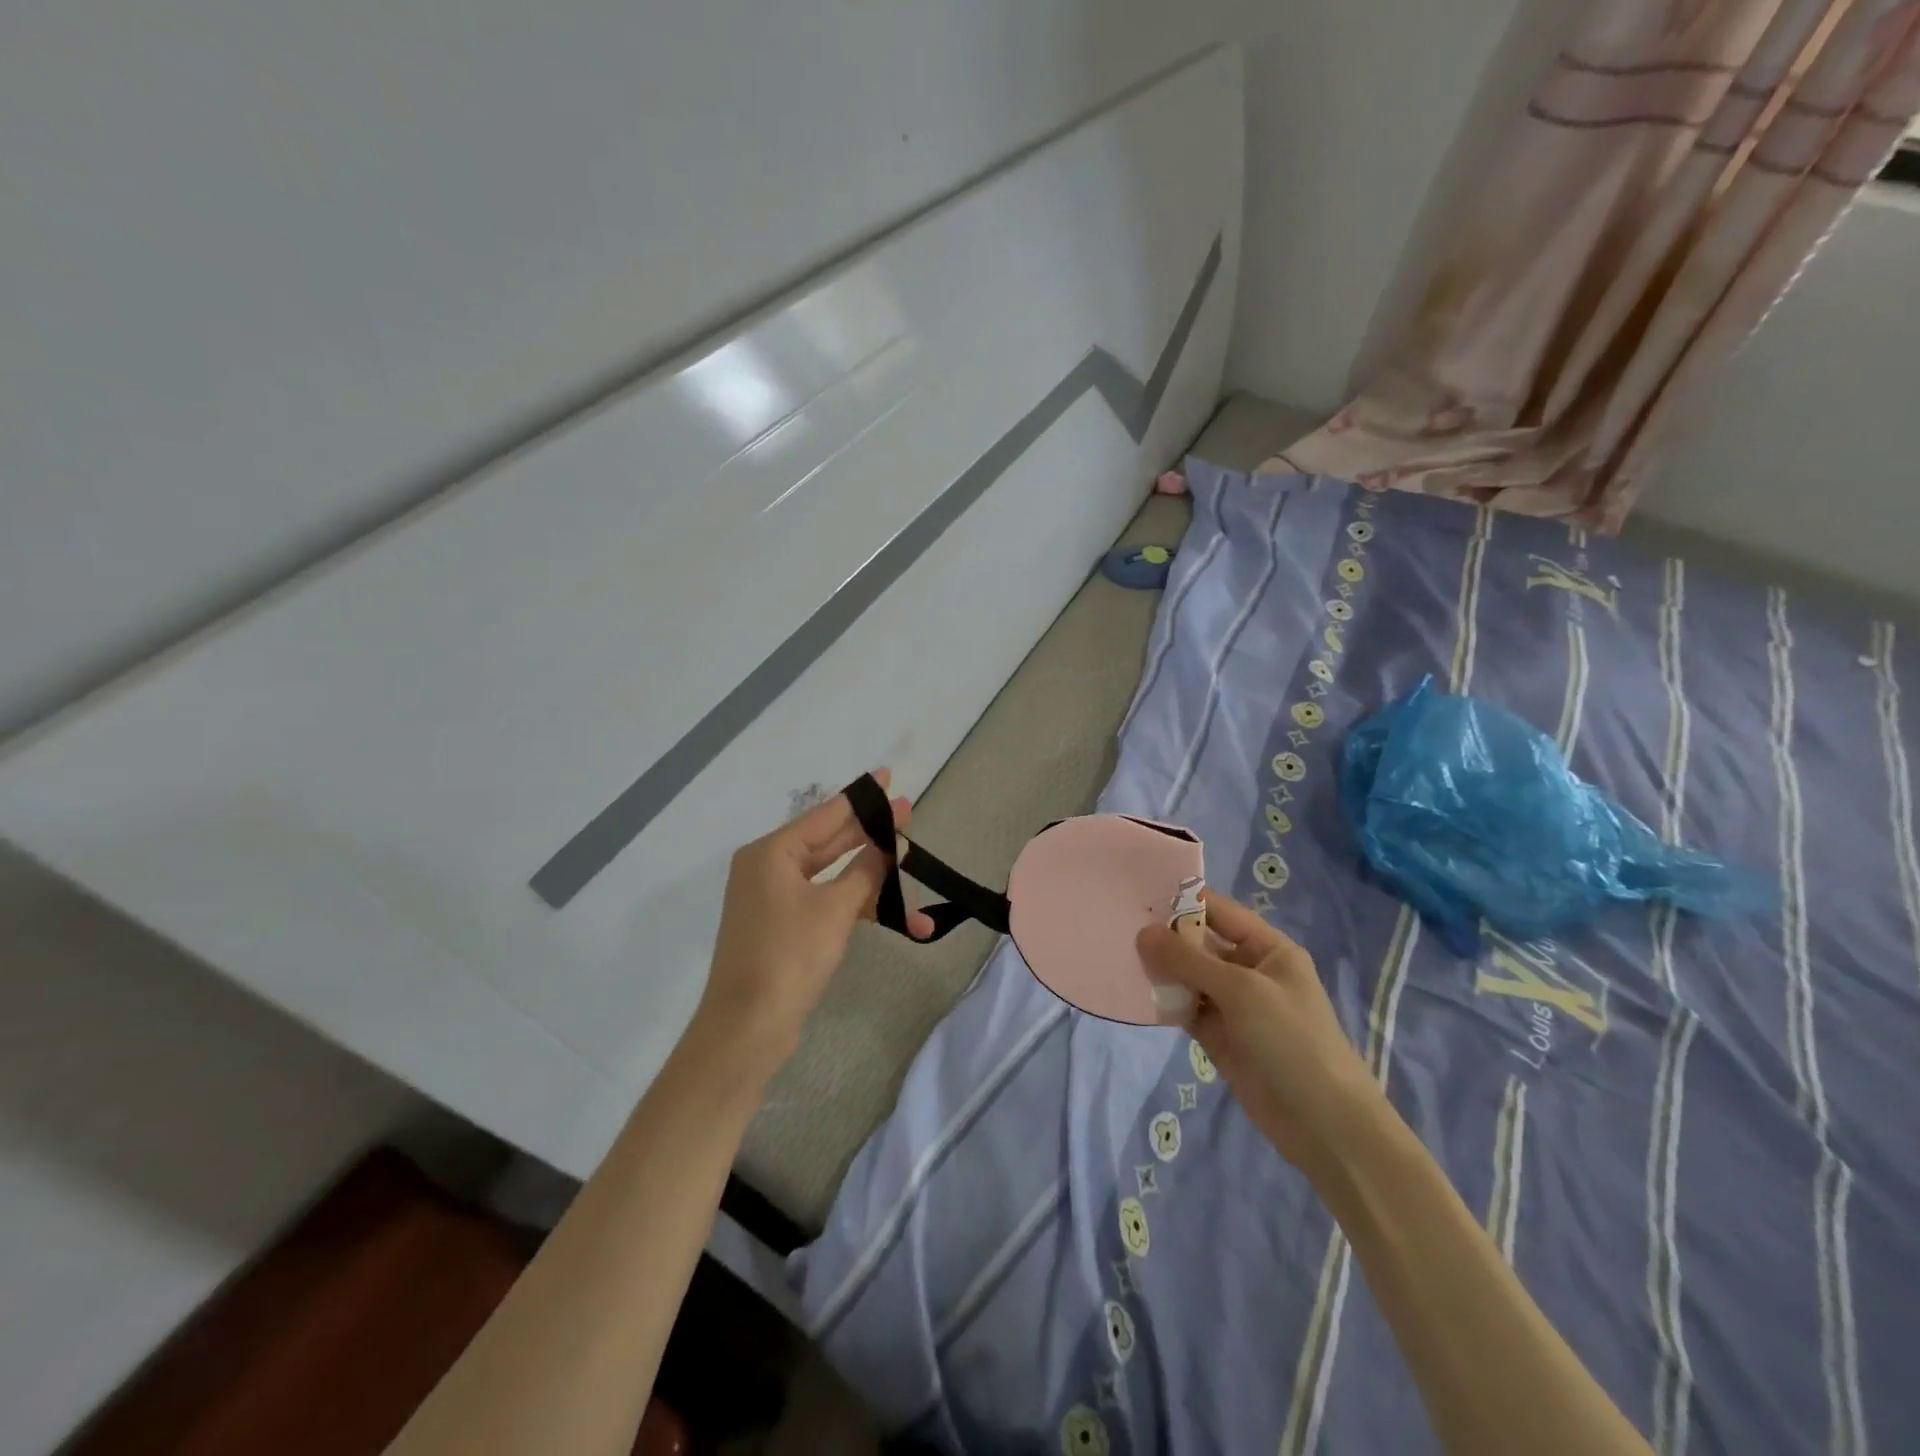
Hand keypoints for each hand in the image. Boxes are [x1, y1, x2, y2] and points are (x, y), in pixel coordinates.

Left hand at [696, 769, 934, 1077]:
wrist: (748, 1027)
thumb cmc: (789, 955)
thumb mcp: (835, 908)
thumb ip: (866, 871)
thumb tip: (888, 845)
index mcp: (772, 852)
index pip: (826, 814)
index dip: (861, 798)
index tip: (887, 777)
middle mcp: (769, 868)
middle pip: (830, 841)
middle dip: (871, 834)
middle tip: (908, 814)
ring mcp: (775, 899)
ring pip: (832, 876)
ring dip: (872, 882)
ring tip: (911, 869)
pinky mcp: (784, 928)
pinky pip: (826, 903)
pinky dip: (856, 908)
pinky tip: (895, 917)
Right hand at [1137, 891, 1384, 1178]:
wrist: (1323, 1124)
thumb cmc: (1291, 1040)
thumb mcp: (1241, 991)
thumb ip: (1189, 960)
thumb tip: (1143, 933)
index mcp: (1267, 948)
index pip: (1219, 911)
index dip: (1182, 901)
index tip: (1137, 896)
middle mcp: (1249, 970)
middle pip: (1199, 943)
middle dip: (1164, 937)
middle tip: (1117, 926)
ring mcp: (1233, 1005)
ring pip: (1188, 976)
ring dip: (1160, 970)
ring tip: (1118, 956)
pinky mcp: (1218, 1036)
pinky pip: (1185, 1008)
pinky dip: (1164, 1001)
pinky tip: (1134, 992)